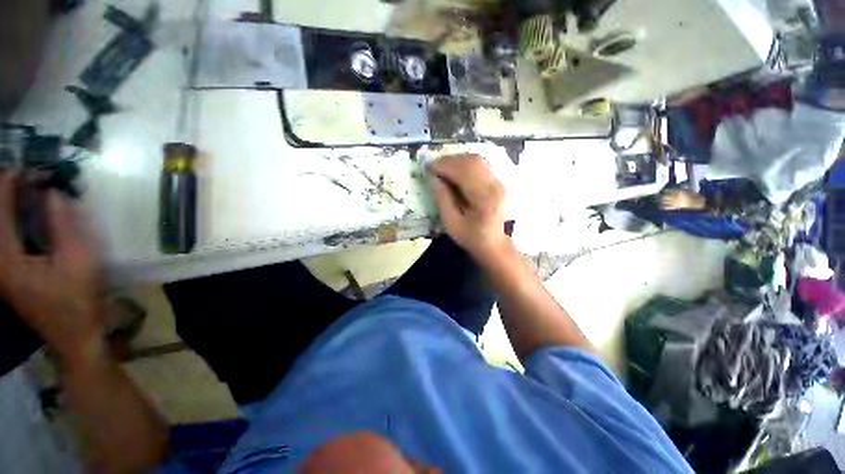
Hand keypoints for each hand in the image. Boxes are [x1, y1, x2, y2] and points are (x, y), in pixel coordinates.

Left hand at [0, 173, 102, 361]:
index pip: (0, 211)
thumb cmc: (78, 299)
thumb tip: (52, 193)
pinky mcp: (7, 275)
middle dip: (5, 194)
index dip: (9, 185)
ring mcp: (0, 271)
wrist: (74, 336)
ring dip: (8, 208)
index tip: (24, 166)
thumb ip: (63, 225)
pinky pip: (4, 241)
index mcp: (7, 258)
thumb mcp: (78, 260)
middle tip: (25, 176)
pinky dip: (11, 223)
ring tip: (23, 190)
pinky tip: (24, 216)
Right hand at [427, 154, 507, 259]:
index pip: (464, 172)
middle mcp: (495, 185)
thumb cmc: (471, 238)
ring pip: (476, 160)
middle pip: (471, 162)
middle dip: (449, 161)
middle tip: (433, 168)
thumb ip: (442, 198)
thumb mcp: (451, 223)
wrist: (493, 244)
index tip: (428, 168)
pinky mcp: (497, 181)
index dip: (444, 166)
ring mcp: (498, 182)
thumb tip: (432, 177)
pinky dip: (463, 164)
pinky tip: (453, 171)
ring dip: (456, 160)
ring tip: (441, 169)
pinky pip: (479, 165)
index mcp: (484, 199)